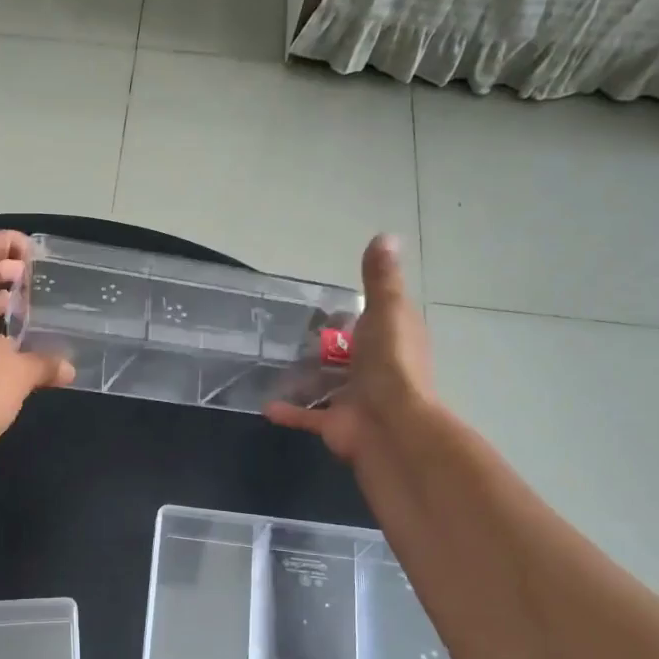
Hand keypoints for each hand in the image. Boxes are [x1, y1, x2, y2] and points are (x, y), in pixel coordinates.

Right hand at [266, 235, 436, 464]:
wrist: (389, 423)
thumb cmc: (390, 362)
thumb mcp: (386, 310)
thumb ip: (380, 278)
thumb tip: (386, 235)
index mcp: (392, 341)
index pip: (376, 322)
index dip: (358, 314)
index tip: (330, 308)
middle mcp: (377, 370)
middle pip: (349, 356)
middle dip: (326, 348)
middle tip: (291, 336)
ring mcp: (356, 399)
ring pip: (328, 386)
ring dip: (305, 379)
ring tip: (273, 365)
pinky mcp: (336, 424)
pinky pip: (308, 415)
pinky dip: (289, 411)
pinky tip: (266, 404)